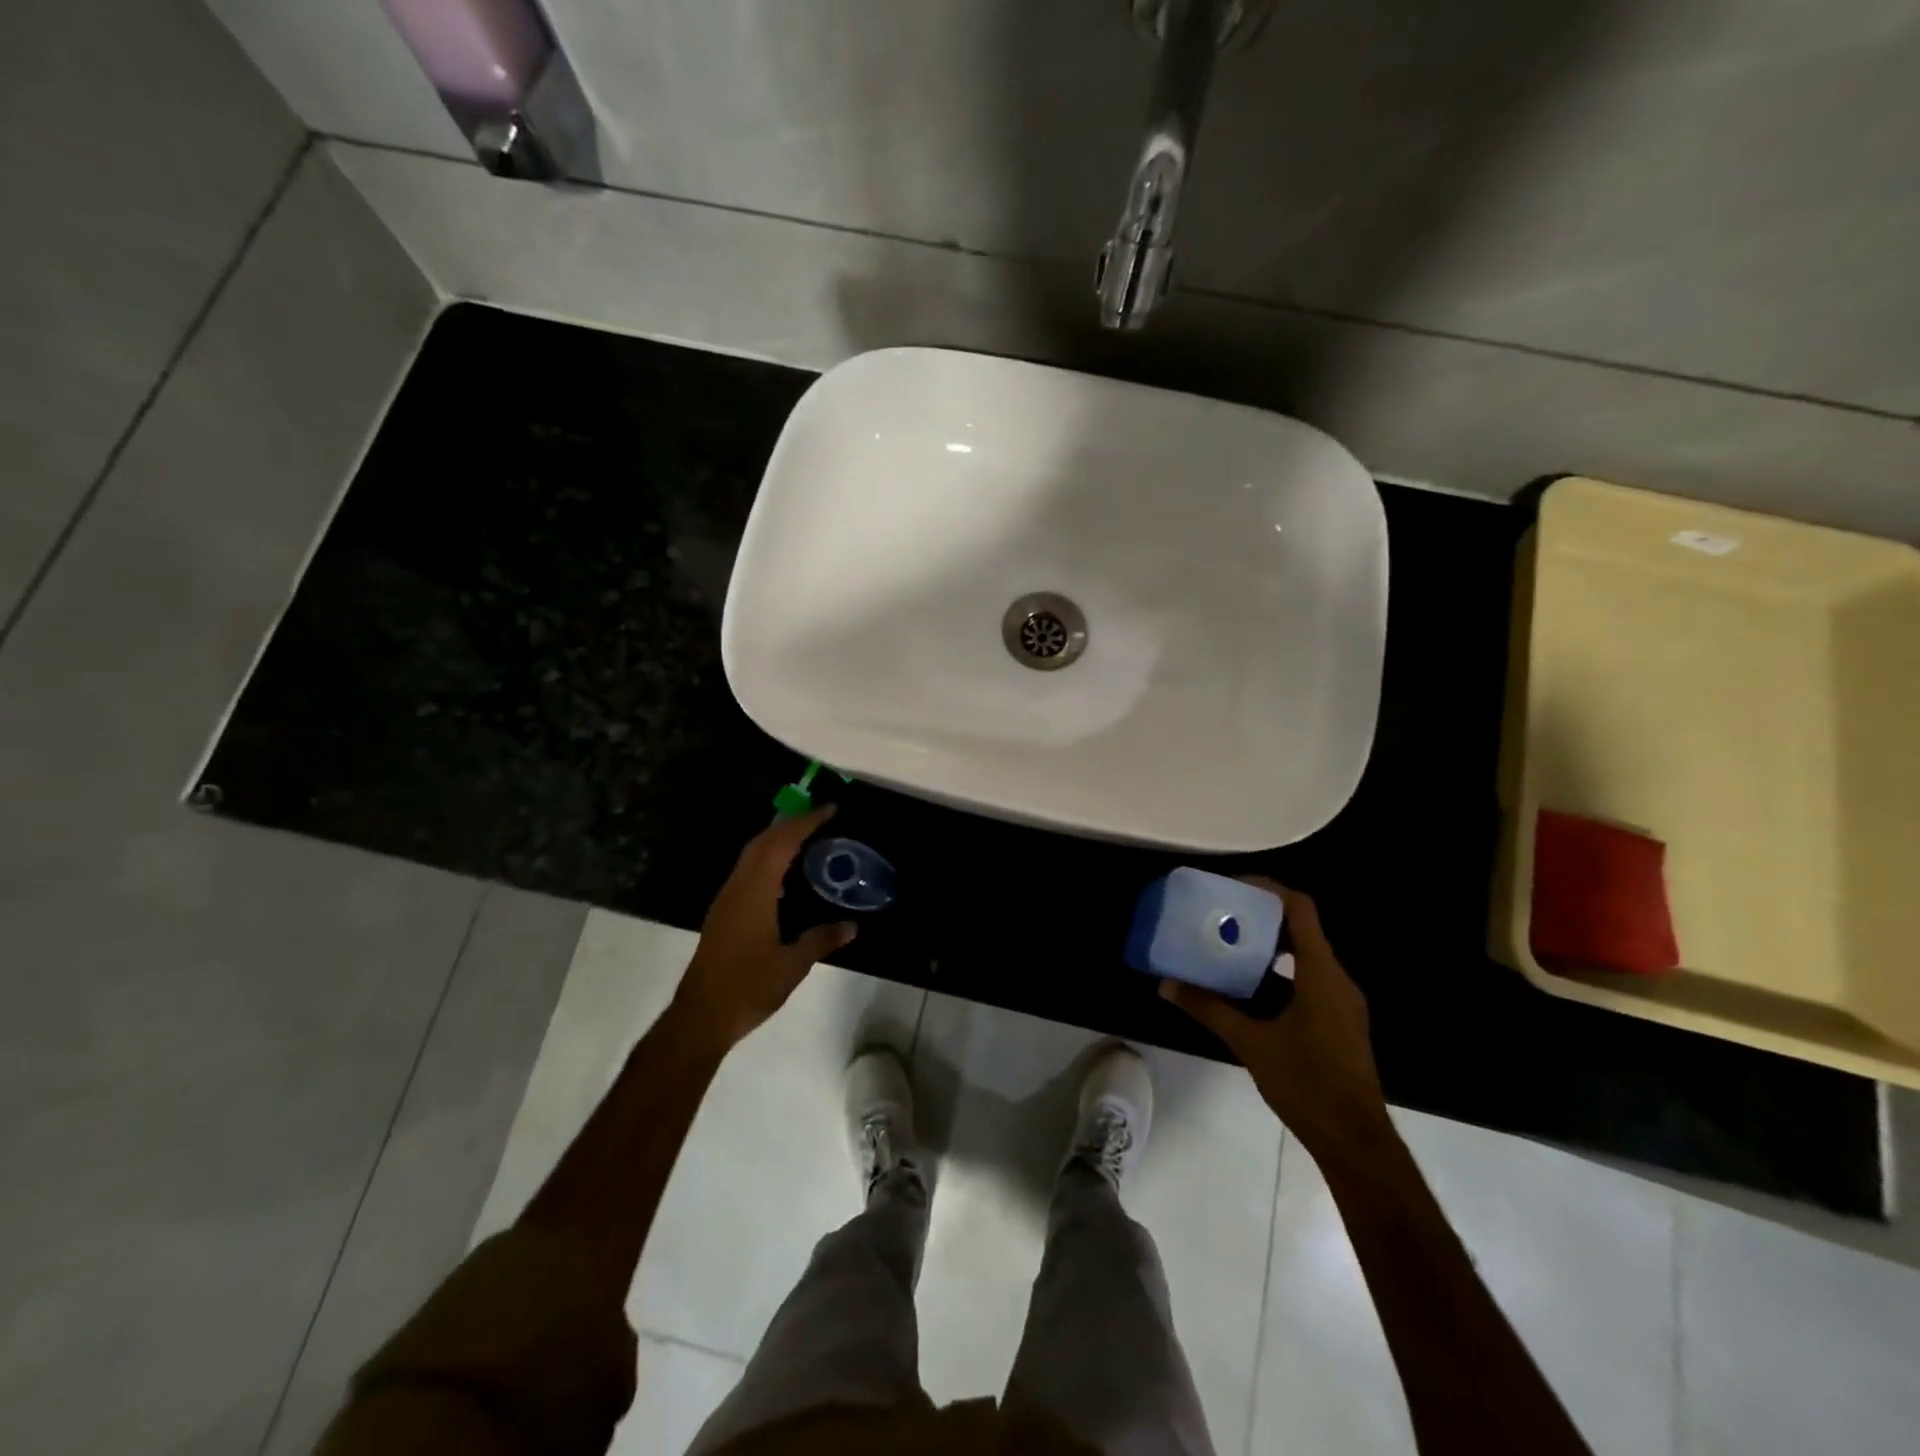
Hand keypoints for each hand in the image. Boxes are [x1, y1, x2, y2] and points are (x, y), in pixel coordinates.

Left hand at [671, 806, 856, 1055]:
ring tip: (807, 841)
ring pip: (752, 856)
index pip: (781, 843)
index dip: (805, 823)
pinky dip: (768, 860)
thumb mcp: (792, 965)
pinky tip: (784, 877)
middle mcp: (737, 888)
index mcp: (755, 892)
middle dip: (790, 825)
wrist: (701, 1016)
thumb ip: (821, 939)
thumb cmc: (748, 987)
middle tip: (821, 820)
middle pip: (762, 842)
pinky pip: (747, 872)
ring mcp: (726, 900)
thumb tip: (852, 926)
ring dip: (777, 841)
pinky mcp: (723, 914)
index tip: (830, 810)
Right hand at [1160, 879, 1390, 1160]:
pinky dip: (1276, 973)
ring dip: (1267, 946)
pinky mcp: (1336, 1021)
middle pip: (1300, 928)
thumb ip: (1209, 1009)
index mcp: (1321, 974)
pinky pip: (1305, 980)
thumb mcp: (1251, 1043)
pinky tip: (1244, 987)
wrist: (1355, 1141)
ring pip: (1302, 956)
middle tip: (1221, 912)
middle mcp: (1335, 979)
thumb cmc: (1307, 1084)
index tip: (1232, 886)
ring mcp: (1339, 1002)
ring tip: (1226, 943)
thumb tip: (1166, 984)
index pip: (1300, 909)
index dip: (1268, 890)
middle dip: (1260, 916)